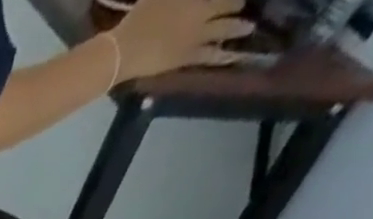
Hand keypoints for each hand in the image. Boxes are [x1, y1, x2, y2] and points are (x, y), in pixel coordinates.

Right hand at [111, 0, 253, 79]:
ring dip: (239, 27)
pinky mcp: (186, 58)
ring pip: (226, 29)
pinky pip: (210, 56)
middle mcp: (204, 12)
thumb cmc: (140, 16)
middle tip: (242, 5)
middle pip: (228, 5)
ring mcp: (197, 37)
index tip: (237, 0)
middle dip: (237, 4)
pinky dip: (223, 56)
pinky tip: (233, 56)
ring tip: (248, 28)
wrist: (123, 51)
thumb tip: (179, 1)